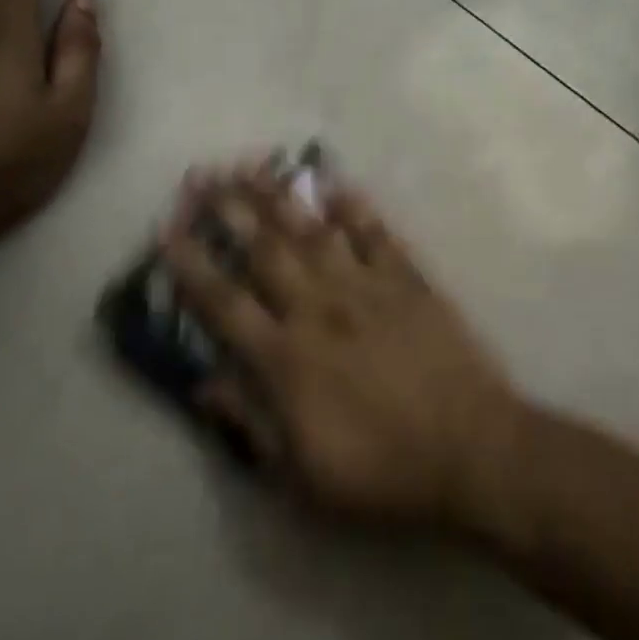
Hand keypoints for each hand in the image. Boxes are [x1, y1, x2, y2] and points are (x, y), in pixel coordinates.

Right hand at [163, 165, 524, 527]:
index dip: (192, 265)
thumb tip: (203, 384)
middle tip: (203, 175)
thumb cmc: (381, 472)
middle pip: (266, 250)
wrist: (469, 450)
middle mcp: (319, 309)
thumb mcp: (300, 474)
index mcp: (287, 358)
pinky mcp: (409, 280)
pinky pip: (376, 235)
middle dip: (230, 210)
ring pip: (314, 231)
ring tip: (254, 165)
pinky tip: (336, 184)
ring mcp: (366, 287)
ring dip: (281, 197)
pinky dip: (355, 208)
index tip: (168, 230)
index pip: (225, 303)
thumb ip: (250, 422)